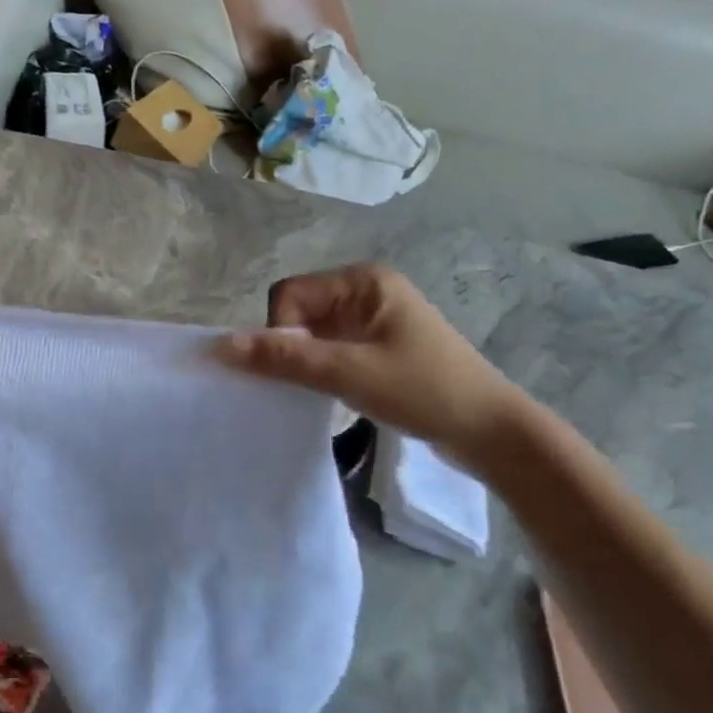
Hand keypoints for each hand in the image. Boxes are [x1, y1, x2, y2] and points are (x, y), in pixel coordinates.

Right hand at [217, 264, 528, 464]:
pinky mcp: (377, 347)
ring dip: (306, 362)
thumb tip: (220, 346)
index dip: (281, 331)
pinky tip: (332, 395)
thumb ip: (284, 358)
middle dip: (291, 348)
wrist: (491, 432)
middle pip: (298, 312)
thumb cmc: (424, 391)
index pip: (289, 295)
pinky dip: (320, 370)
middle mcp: (365, 291)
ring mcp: (373, 320)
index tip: (300, 368)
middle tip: (309, 383)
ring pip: (311, 334)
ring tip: (322, 392)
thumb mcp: (348, 373)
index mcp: (362, 280)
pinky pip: (329, 349)